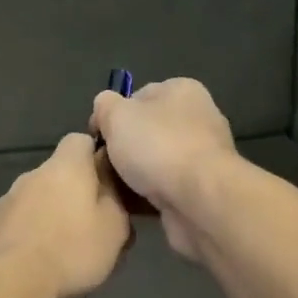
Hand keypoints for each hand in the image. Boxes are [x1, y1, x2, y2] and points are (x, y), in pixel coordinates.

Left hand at [0, 133, 132, 297]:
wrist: (12, 284)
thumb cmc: (72, 251)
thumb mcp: (115, 227)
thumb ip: (117, 198)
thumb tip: (111, 181)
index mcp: (65, 166)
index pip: (81, 140)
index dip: (97, 156)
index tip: (111, 181)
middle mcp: (34, 174)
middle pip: (62, 172)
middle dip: (79, 191)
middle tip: (98, 223)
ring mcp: (11, 198)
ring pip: (43, 197)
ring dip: (57, 213)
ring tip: (72, 246)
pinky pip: (26, 219)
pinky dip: (38, 230)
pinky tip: (47, 258)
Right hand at [89, 78, 238, 260]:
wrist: (199, 200)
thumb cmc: (158, 147)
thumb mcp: (117, 114)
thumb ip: (104, 105)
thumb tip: (103, 111)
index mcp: (182, 91)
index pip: (138, 96)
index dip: (113, 116)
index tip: (96, 138)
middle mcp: (197, 119)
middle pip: (146, 132)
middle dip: (122, 150)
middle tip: (100, 166)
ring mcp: (201, 157)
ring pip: (153, 163)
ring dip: (131, 177)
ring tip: (108, 189)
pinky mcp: (201, 189)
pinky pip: (163, 189)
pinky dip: (145, 197)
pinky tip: (126, 206)